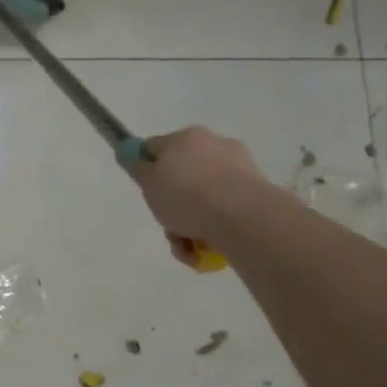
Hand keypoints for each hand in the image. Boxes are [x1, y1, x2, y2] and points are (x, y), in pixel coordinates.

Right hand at [129, 126, 263, 266]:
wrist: (241, 217)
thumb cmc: (186, 195)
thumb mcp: (148, 182)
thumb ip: (137, 167)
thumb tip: (128, 152)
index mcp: (186, 137)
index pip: (156, 148)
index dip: (146, 170)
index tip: (147, 193)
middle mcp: (214, 145)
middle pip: (181, 176)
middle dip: (172, 205)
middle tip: (167, 226)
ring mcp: (239, 169)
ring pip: (203, 197)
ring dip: (190, 224)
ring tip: (187, 247)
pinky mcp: (257, 194)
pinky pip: (224, 210)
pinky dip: (213, 229)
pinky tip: (205, 248)